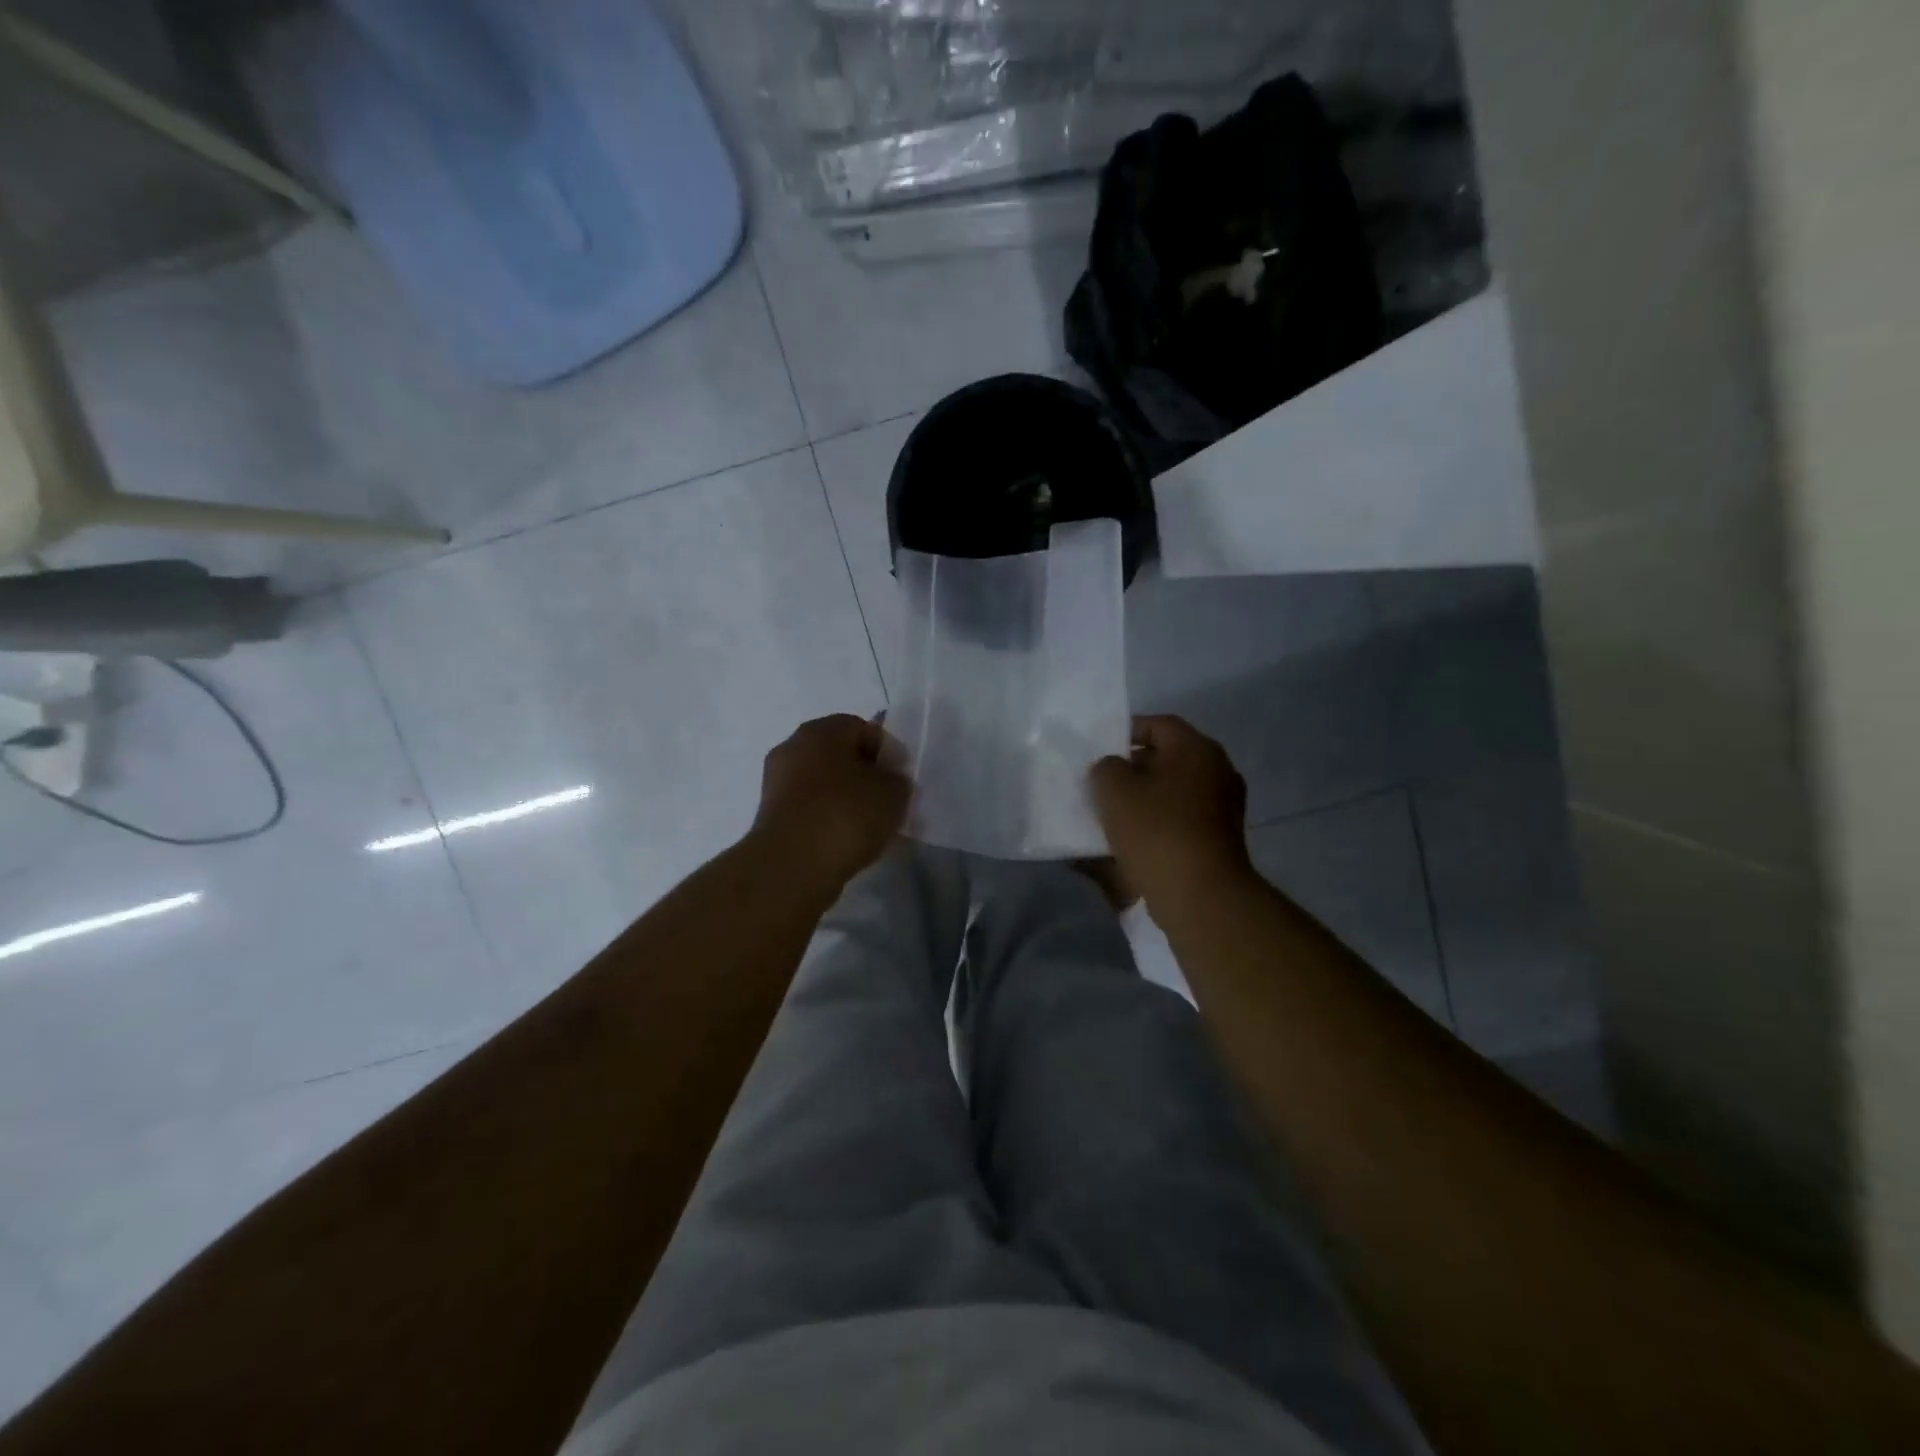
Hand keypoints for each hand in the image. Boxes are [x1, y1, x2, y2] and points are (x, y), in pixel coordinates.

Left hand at [750, 714, 910, 893]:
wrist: (793, 865)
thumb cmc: (847, 814)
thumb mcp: (894, 791)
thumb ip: (896, 778)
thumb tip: (885, 781)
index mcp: (822, 730)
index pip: (863, 729)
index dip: (887, 753)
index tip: (899, 781)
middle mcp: (793, 746)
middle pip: (839, 754)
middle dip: (863, 775)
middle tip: (885, 802)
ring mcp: (776, 781)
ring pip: (822, 782)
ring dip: (844, 799)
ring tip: (866, 827)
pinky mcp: (770, 814)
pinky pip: (809, 807)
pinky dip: (826, 818)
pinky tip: (842, 840)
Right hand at [1089, 715, 1252, 914]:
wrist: (1200, 896)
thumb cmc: (1156, 831)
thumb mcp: (1114, 789)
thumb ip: (1106, 767)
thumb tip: (1113, 769)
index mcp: (1197, 749)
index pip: (1158, 725)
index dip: (1124, 732)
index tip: (1097, 750)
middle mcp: (1217, 772)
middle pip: (1165, 760)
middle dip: (1130, 770)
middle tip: (1098, 784)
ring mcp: (1222, 809)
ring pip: (1171, 793)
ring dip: (1141, 800)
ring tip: (1106, 814)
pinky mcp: (1217, 841)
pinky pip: (1178, 821)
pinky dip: (1154, 825)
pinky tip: (1125, 842)